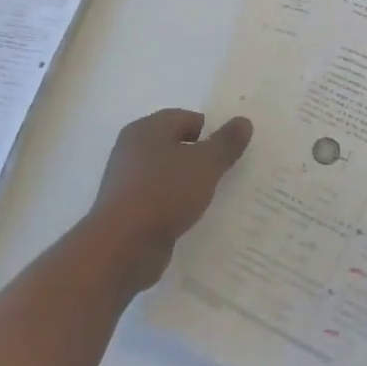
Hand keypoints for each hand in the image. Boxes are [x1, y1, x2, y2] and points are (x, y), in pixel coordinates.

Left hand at [83, 108, 251, 289]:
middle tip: (226, 172)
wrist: (122, 247)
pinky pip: (159, 200)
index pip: (185, 118)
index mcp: (146, 129)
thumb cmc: (164, 192)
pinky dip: (175, 205)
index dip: (209, 131)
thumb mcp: (205, 164)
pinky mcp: (127, 212)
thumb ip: (226, 142)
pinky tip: (191, 217)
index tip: (229, 151)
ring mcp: (126, 182)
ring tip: (213, 197)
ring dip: (188, 183)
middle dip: (200, 157)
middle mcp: (132, 150)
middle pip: (174, 145)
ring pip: (167, 174)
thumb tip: (243, 121)